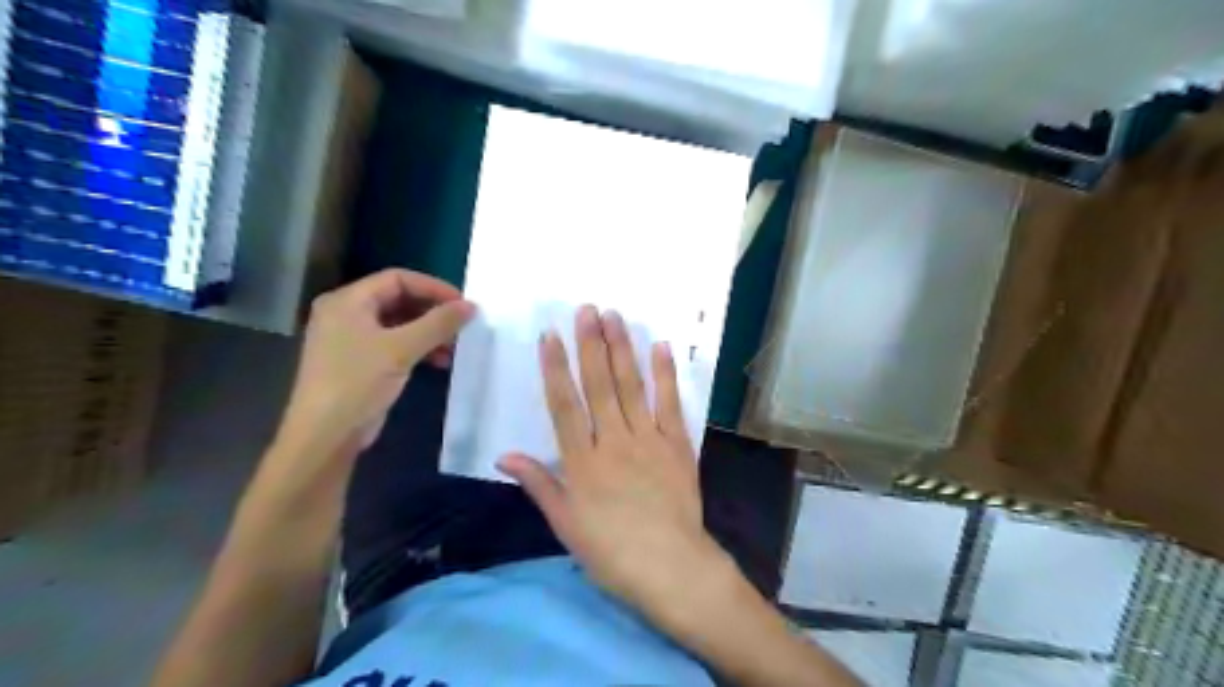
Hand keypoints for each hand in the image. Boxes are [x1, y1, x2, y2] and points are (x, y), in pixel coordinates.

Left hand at [278, 267, 470, 462]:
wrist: (325, 435)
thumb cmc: (357, 382)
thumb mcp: (401, 349)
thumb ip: (438, 324)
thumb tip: (471, 305)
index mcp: (347, 301)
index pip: (397, 278)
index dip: (433, 287)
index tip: (462, 303)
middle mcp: (346, 314)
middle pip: (398, 299)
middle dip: (433, 311)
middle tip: (462, 324)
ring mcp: (351, 339)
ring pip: (399, 324)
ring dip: (429, 332)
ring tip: (455, 346)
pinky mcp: (359, 363)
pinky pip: (394, 344)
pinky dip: (418, 348)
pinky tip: (440, 362)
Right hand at [499, 306, 735, 615]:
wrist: (670, 566)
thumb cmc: (611, 551)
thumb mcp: (565, 524)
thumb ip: (538, 484)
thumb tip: (503, 455)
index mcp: (583, 462)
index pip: (564, 405)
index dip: (555, 368)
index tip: (550, 335)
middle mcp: (614, 441)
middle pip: (600, 385)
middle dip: (591, 344)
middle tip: (587, 309)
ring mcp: (648, 439)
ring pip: (632, 386)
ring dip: (622, 349)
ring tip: (615, 317)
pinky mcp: (677, 444)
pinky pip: (670, 403)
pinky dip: (666, 375)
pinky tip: (661, 348)